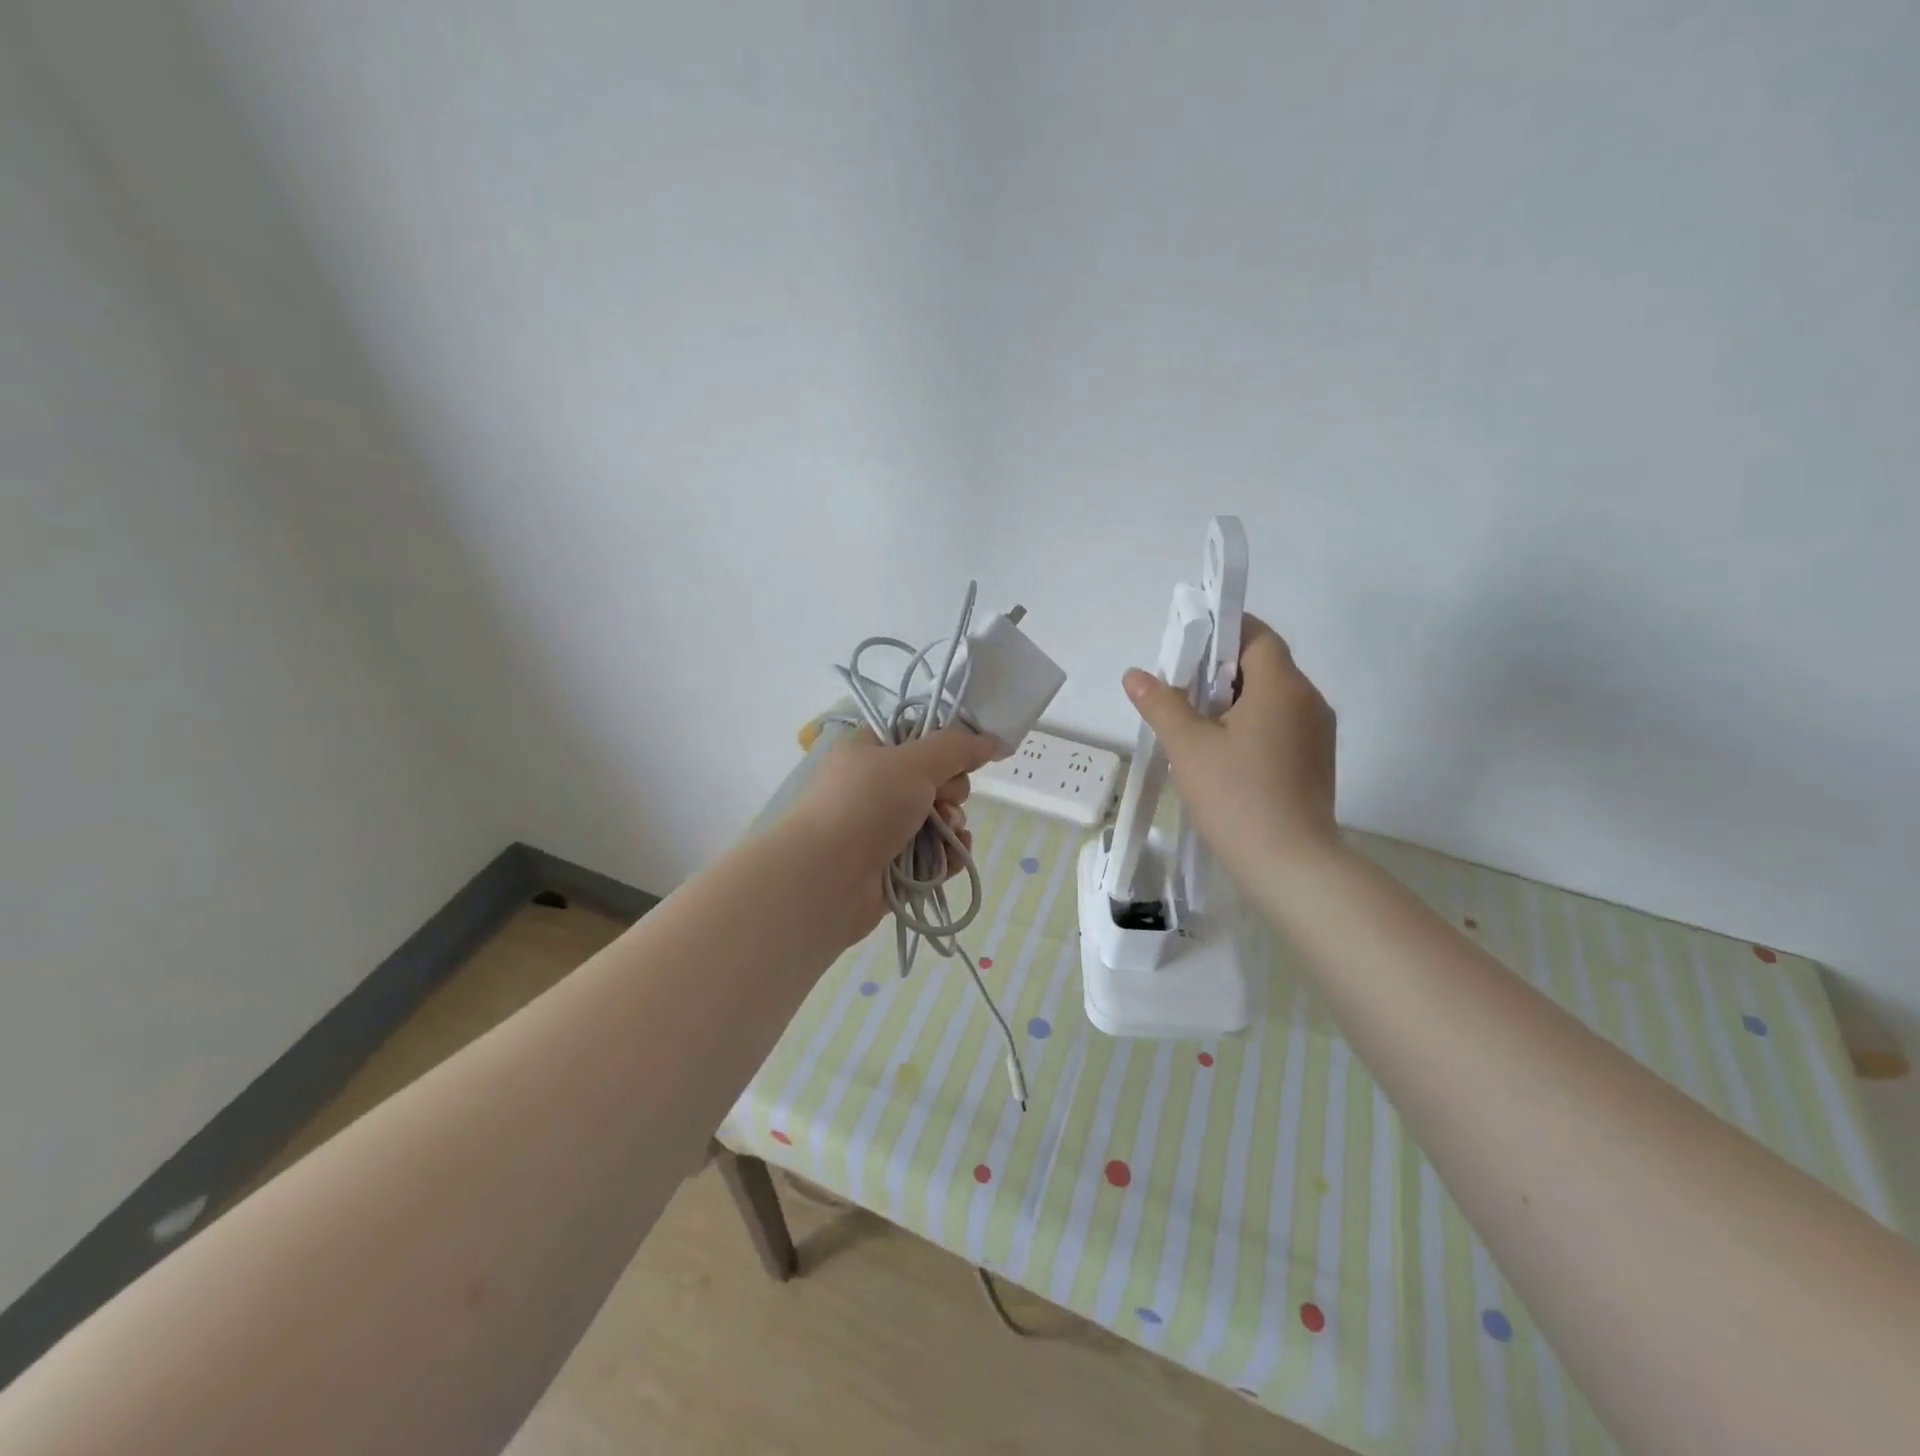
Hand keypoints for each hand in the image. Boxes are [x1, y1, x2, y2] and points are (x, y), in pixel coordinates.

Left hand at [782, 724, 995, 945]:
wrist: (824, 878)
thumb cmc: (865, 806)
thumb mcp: (914, 762)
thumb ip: (958, 747)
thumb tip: (994, 740)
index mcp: (870, 751)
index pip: (919, 737)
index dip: (946, 746)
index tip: (964, 758)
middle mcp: (875, 787)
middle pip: (936, 780)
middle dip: (951, 791)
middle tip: (941, 801)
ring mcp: (883, 829)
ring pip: (939, 820)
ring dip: (953, 826)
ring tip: (948, 835)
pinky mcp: (893, 867)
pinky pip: (935, 856)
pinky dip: (948, 856)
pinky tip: (953, 859)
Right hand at [1122, 614, 1338, 883]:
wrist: (1291, 865)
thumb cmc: (1237, 797)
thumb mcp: (1187, 747)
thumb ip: (1161, 704)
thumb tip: (1136, 674)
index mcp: (1282, 686)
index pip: (1256, 636)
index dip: (1222, 631)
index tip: (1186, 647)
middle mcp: (1309, 701)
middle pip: (1264, 665)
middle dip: (1220, 669)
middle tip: (1179, 689)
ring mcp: (1318, 733)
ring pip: (1272, 697)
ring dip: (1234, 699)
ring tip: (1195, 723)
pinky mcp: (1315, 761)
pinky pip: (1281, 724)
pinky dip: (1251, 724)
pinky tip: (1222, 752)